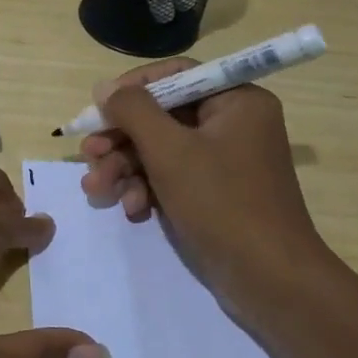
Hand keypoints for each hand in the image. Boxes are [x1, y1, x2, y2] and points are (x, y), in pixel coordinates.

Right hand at [79, 60, 338, 321]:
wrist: (270, 281)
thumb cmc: (222, 203)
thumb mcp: (169, 150)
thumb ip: (133, 111)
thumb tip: (104, 88)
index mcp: (236, 101)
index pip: (176, 75)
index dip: (132, 88)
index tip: (100, 108)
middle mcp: (233, 124)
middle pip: (162, 115)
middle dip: (121, 139)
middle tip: (88, 155)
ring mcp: (224, 161)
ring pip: (160, 149)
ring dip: (125, 168)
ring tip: (97, 190)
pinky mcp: (214, 192)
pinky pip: (172, 176)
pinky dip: (147, 189)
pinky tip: (131, 210)